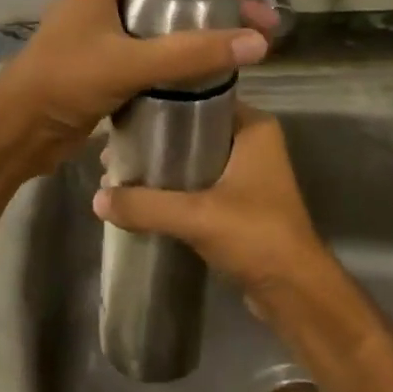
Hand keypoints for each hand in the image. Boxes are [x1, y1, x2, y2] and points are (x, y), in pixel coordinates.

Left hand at [0, 0, 277, 175]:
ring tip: (242, 46)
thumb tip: (259, 42)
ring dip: (203, 29)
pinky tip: (209, 70)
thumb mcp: (129, 63)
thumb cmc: (64, 82)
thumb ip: (191, 53)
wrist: (17, 130)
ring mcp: (107, 28)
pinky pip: (155, 47)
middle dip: (219, 0)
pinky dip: (183, 53)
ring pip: (166, 19)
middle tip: (258, 24)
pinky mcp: (108, 59)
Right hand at [92, 102, 324, 301]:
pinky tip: (141, 196)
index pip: (200, 98)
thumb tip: (97, 198)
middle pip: (193, 129)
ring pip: (194, 158)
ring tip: (120, 172)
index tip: (123, 115)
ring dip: (161, 167)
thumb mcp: (196, 216)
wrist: (295, 292)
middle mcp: (252, 142)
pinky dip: (173, 188)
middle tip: (114, 149)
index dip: (160, 106)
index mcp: (253, 127)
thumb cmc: (256, 237)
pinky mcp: (240, 201)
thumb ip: (145, 205)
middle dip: (154, 141)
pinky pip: (199, 183)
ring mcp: (248, 173)